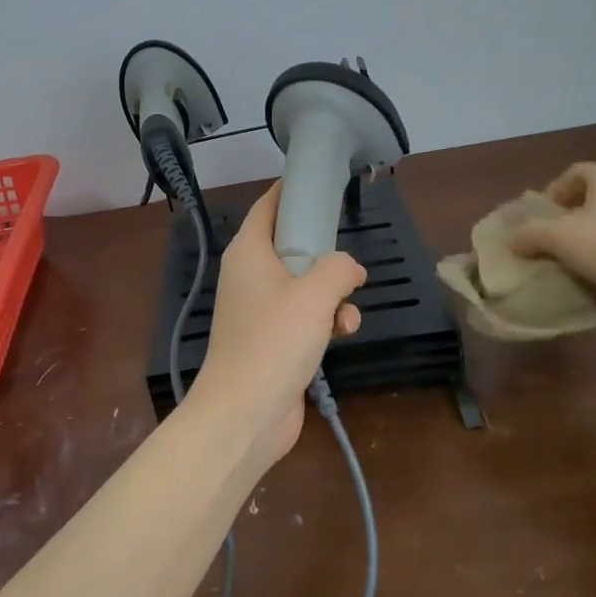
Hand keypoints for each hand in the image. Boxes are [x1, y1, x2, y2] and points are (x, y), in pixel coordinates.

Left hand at [190, 183, 365, 464]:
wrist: (245, 414)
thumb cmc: (273, 343)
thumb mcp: (314, 295)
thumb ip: (338, 268)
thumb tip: (349, 268)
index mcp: (248, 252)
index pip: (268, 206)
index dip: (292, 191)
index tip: (322, 183)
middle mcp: (250, 275)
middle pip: (291, 245)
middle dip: (324, 252)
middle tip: (347, 257)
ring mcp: (260, 309)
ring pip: (305, 283)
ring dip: (333, 293)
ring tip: (345, 313)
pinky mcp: (273, 339)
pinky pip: (305, 315)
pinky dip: (326, 319)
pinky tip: (342, 333)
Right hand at [508, 163, 595, 304]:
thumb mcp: (559, 238)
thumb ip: (530, 234)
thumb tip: (512, 239)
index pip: (573, 173)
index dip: (551, 194)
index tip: (539, 220)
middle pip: (594, 196)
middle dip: (571, 217)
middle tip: (553, 241)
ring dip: (594, 236)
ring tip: (578, 261)